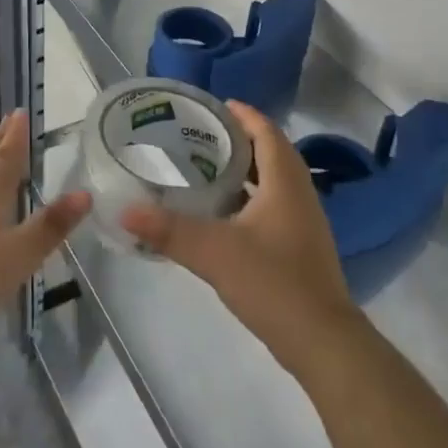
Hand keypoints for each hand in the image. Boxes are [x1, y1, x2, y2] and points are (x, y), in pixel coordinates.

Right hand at [121, 102, 355, 368]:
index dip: (244, 115)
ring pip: (275, 181)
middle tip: (203, 134)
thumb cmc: (273, 282)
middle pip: (272, 152)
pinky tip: (224, 213)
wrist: (322, 341)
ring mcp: (304, 223)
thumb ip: (169, 230)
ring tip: (208, 167)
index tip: (215, 106)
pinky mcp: (301, 247)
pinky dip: (251, 197)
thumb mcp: (214, 252)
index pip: (267, 131)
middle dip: (241, 139)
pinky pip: (275, 205)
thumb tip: (125, 211)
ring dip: (247, 169)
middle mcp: (299, 194)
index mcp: (284, 182)